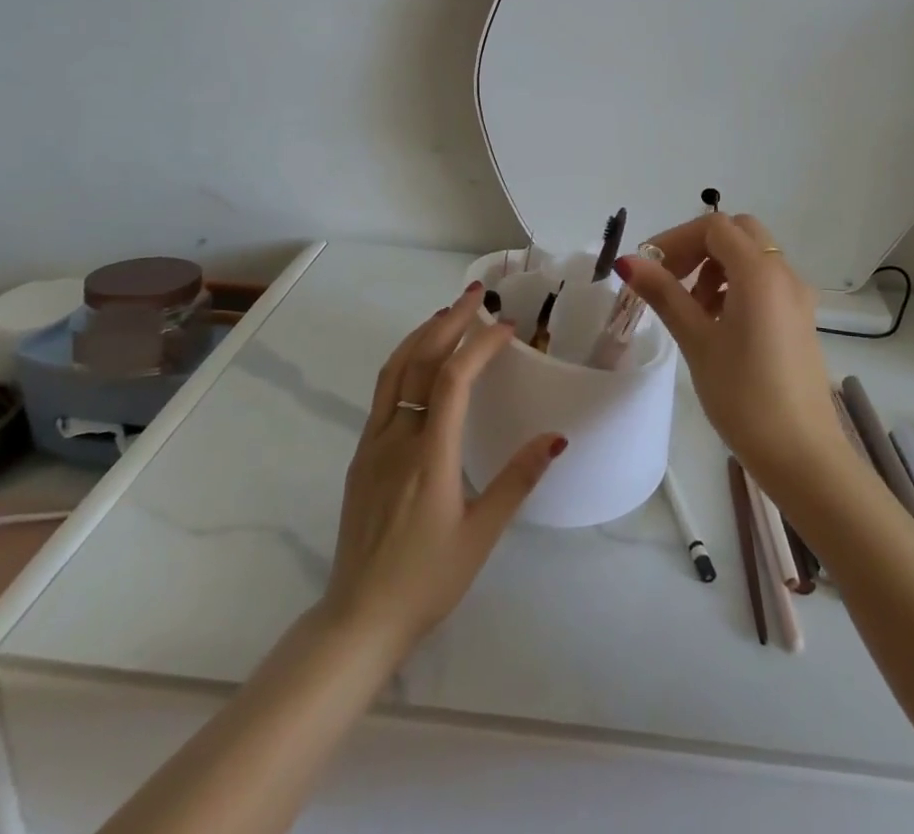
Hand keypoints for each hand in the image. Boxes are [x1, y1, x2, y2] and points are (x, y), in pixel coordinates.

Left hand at [322, 284, 566, 654]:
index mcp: (429, 456)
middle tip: (475, 295)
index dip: (479, 345)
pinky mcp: (362, 455)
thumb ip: (517, 480)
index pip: (453, 380)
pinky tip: (420, 362)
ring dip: (421, 335)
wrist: (359, 617)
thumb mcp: (481, 535)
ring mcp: (373, 444)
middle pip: (419, 361)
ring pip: (394, 371)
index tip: (507, 327)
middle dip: (449, 322)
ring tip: (447, 314)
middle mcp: (397, 438)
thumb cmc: (427, 580)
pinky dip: (404, 361)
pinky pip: (383, 392)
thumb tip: (555, 437)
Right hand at [617, 213, 842, 484]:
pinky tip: (717, 324)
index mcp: (760, 272)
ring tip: (691, 309)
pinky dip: (737, 285)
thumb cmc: (744, 396)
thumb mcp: (697, 341)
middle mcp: (784, 274)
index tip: (649, 267)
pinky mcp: (800, 319)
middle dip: (698, 247)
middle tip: (671, 279)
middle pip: (738, 233)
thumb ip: (665, 294)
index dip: (676, 239)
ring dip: (717, 267)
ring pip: (753, 257)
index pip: (714, 227)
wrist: (802, 455)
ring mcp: (798, 297)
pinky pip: (765, 282)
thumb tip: (629, 261)